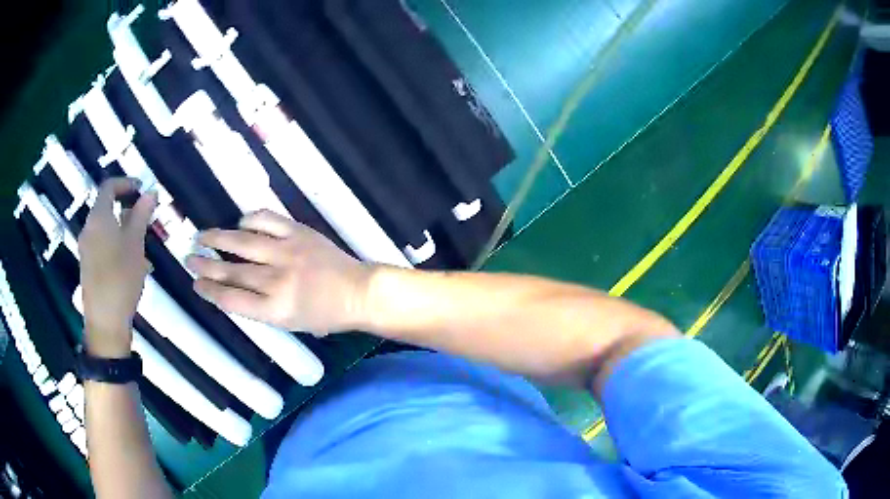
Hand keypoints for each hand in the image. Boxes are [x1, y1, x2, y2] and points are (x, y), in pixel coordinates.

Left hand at [79, 178, 157, 357]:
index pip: (109, 186)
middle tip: (145, 220)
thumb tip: (151, 192)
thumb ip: (141, 215)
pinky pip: (102, 244)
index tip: (142, 189)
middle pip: (106, 207)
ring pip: (106, 228)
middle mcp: (88, 228)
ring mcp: (86, 248)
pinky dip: (116, 243)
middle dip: (127, 210)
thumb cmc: (121, 278)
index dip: (126, 183)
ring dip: (123, 229)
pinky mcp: (88, 265)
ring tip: (141, 245)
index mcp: (98, 217)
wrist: (105, 321)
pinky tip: (130, 263)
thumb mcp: (136, 244)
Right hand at [186, 210, 372, 334]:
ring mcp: (288, 252)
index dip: (209, 291)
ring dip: (218, 239)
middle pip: (231, 271)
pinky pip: (267, 220)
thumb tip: (230, 289)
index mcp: (275, 310)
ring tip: (201, 237)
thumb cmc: (324, 315)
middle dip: (205, 265)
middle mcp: (277, 281)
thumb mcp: (289, 323)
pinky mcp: (299, 232)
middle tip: (189, 259)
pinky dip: (250, 220)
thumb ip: (259, 307)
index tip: (195, 284)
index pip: (231, 299)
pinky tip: (239, 223)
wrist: (358, 292)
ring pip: (243, 243)